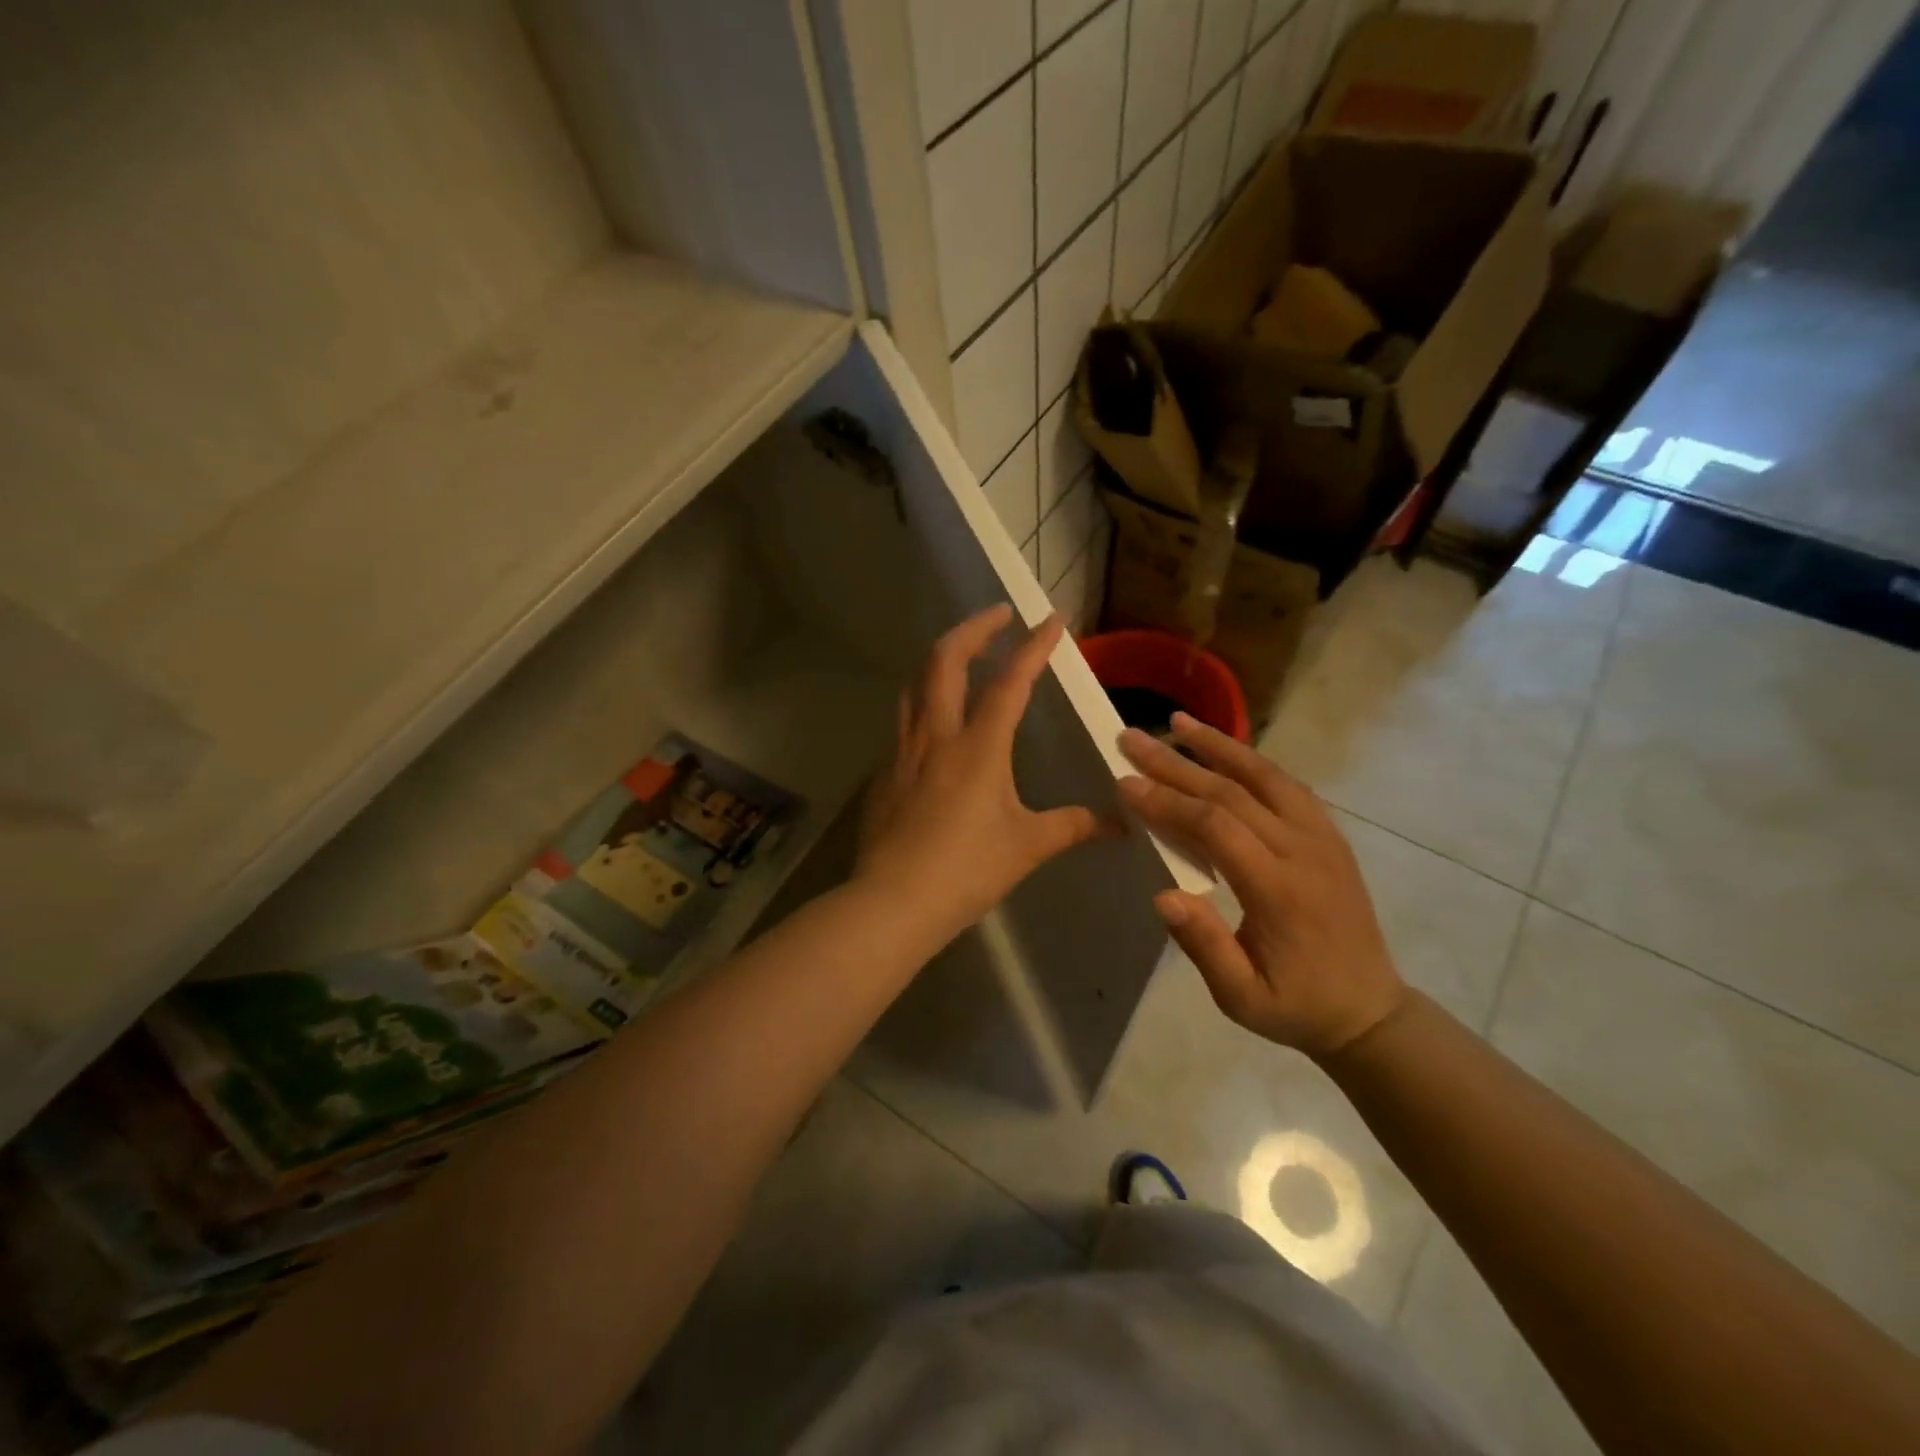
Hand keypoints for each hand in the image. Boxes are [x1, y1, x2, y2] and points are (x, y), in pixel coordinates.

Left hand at [856, 606, 1104, 943]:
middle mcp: (936, 735)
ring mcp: (903, 751)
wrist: (893, 902)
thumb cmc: (966, 870)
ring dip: (941, 659)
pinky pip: (904, 721)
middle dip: (974, 629)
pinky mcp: (885, 772)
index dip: (1033, 647)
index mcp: (978, 746)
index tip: (1052, 619)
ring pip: (916, 684)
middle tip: (998, 616)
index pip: (1009, 682)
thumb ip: (1074, 826)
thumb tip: (1122, 824)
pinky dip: (924, 702)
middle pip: (945, 660)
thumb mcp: (1027, 846)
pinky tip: (937, 724)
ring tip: (964, 658)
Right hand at [1118, 714, 1406, 1057]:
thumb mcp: (1242, 998)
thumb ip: (1205, 947)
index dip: (1167, 801)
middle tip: (1131, 738)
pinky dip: (1251, 761)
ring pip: (1265, 776)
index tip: (1125, 782)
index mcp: (1279, 891)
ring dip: (1218, 746)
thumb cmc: (1296, 1006)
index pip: (1216, 828)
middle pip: (1233, 791)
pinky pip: (1287, 785)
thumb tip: (1163, 895)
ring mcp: (1322, 838)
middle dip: (1176, 763)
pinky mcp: (1329, 836)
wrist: (1369, 1010)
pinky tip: (1224, 750)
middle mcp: (1303, 851)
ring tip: (1177, 722)